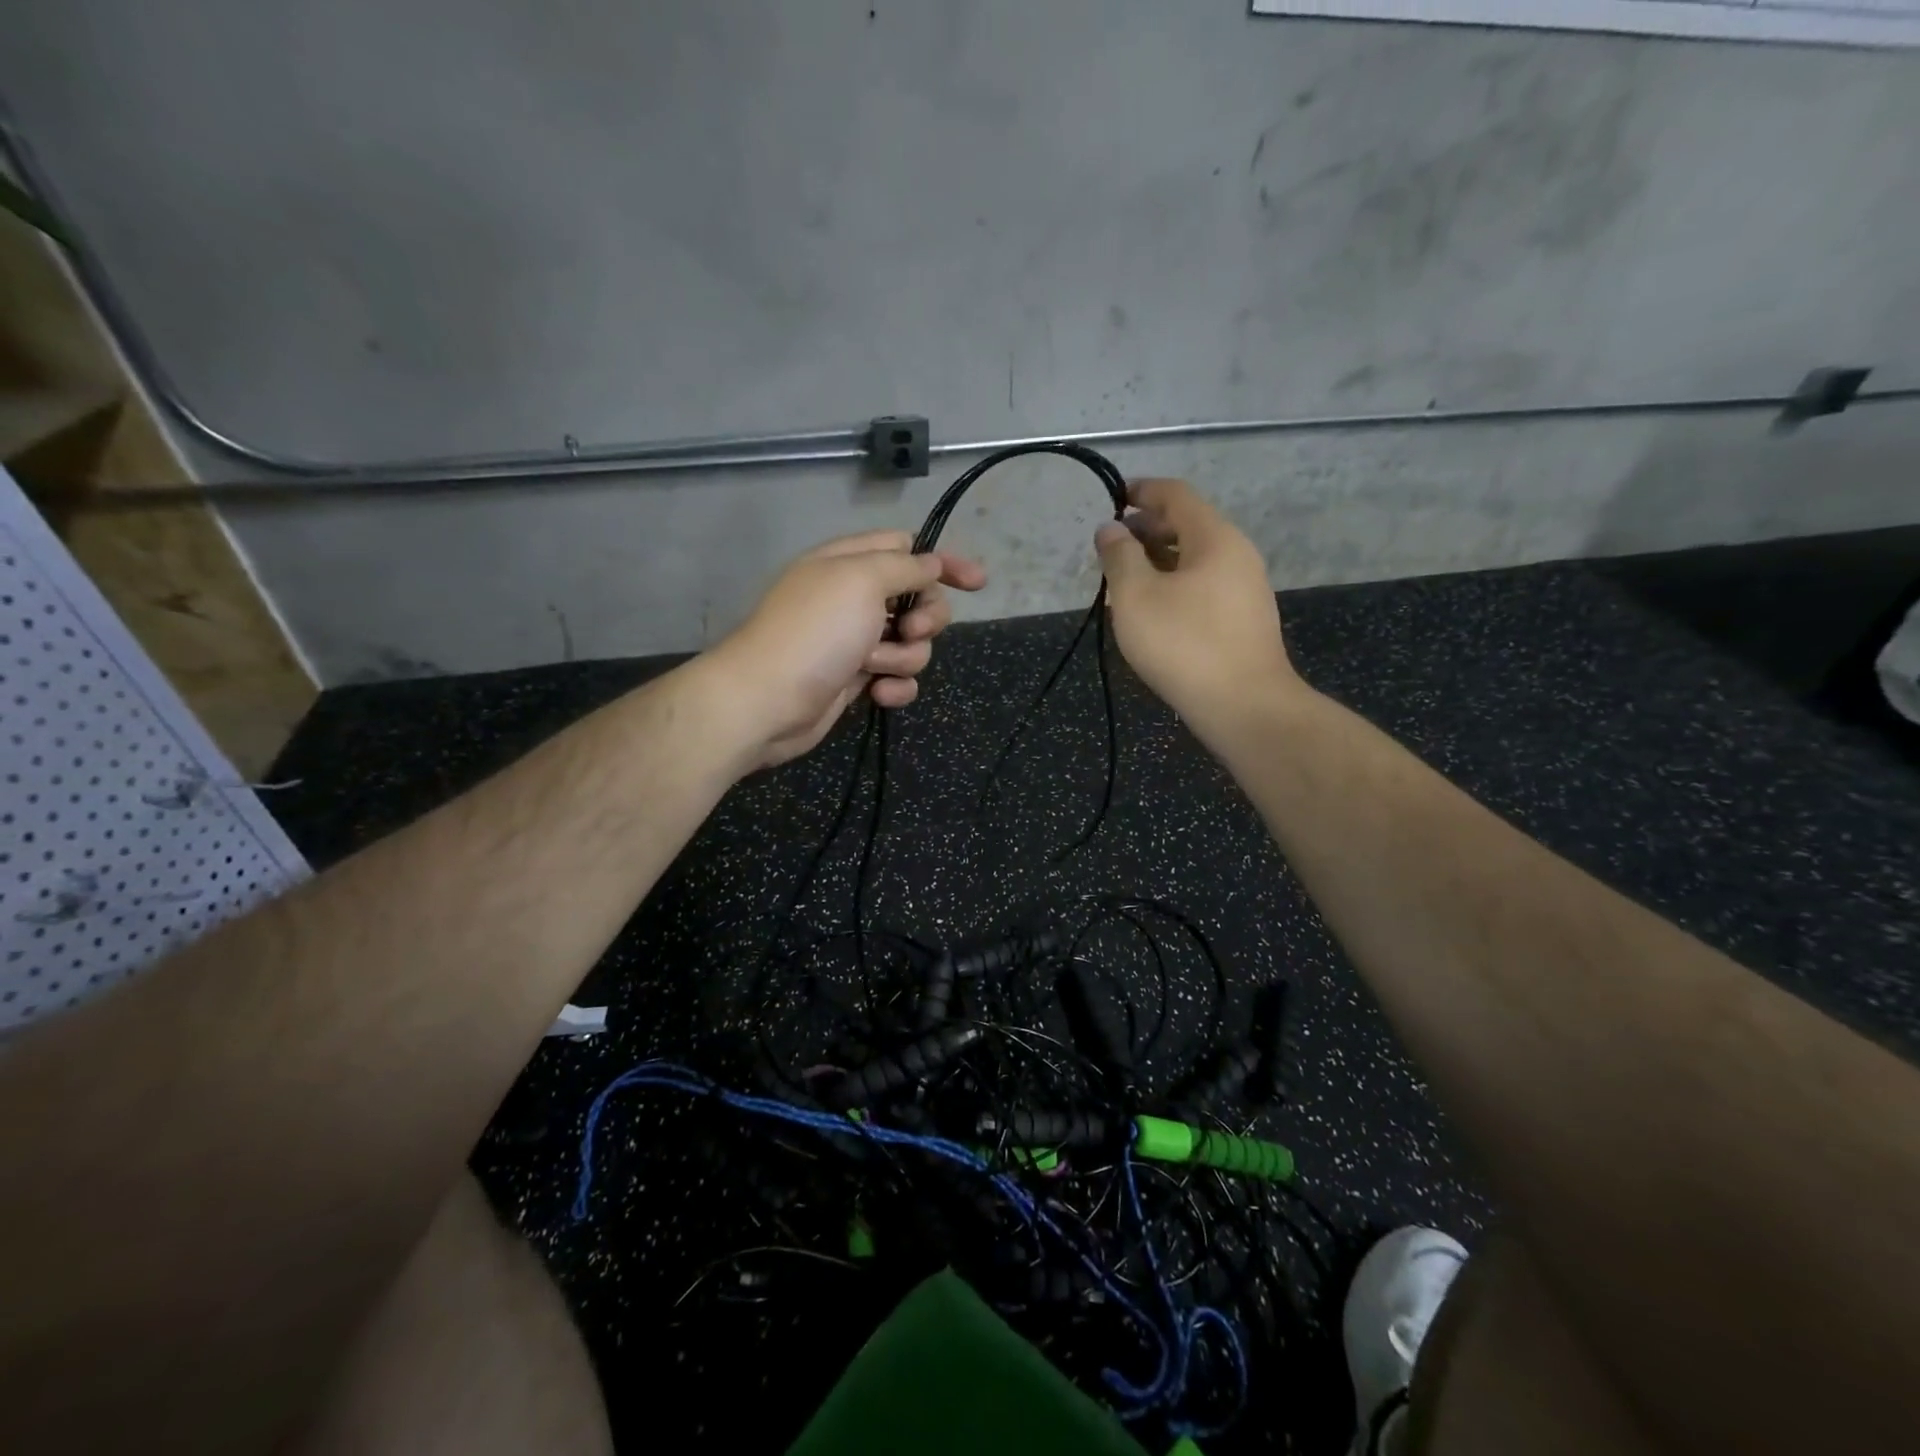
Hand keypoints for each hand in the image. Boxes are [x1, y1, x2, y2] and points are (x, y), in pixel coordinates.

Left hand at [704, 530, 985, 768]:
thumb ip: (906, 567)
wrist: (768, 702)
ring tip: (874, 667)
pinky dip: (895, 686)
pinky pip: (897, 677)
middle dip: (927, 617)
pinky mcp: (856, 680)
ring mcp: (855, 641)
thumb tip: (933, 563)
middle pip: (919, 599)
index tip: (978, 584)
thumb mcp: (863, 580)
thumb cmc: (816, 632)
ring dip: (904, 656)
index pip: (908, 549)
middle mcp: (854, 598)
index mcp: (850, 562)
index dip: (943, 563)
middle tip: (910, 630)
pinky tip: (880, 695)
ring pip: (912, 643)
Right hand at [1095, 479, 1304, 736]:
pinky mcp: (1244, 620)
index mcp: (1214, 538)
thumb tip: (1110, 529)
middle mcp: (1237, 554)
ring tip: (1125, 579)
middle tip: (1111, 546)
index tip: (1113, 498)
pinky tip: (1153, 610)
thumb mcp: (1136, 597)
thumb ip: (1119, 556)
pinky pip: (1204, 585)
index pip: (1176, 495)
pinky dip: (1175, 583)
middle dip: (1147, 529)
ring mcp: (1246, 589)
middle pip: (1188, 525)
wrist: (1244, 706)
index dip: (1142, 491)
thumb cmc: (1184, 644)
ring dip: (1158, 559)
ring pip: (1195, 559)